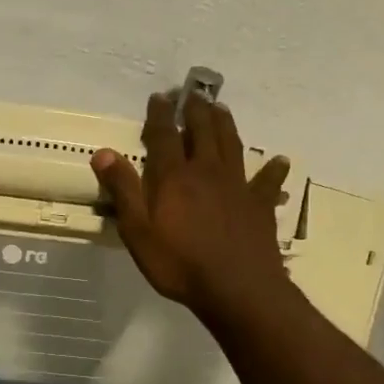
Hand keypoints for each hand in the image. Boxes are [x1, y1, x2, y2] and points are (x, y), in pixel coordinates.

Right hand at [91, 92, 290, 318]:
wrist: (237, 288)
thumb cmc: (179, 263)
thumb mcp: (138, 231)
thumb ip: (123, 190)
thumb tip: (103, 153)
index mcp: (174, 177)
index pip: (164, 136)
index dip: (160, 115)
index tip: (159, 97)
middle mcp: (207, 172)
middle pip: (202, 131)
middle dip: (195, 111)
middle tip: (192, 95)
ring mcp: (238, 186)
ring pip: (232, 145)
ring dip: (225, 125)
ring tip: (221, 109)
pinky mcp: (260, 205)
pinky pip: (267, 182)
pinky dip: (273, 169)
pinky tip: (280, 161)